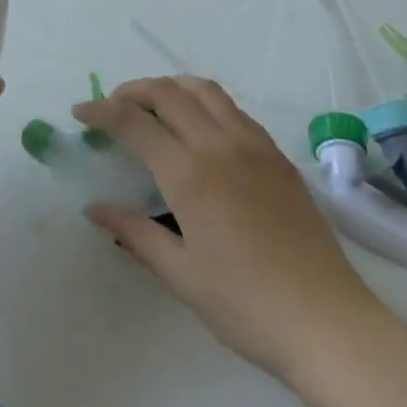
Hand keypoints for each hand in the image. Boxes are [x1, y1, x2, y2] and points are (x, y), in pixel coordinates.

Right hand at [75, 77, 385, 379]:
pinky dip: (204, 101)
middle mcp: (219, 144)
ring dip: (171, 87)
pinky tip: (199, 127)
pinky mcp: (276, 154)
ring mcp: (253, 144)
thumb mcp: (180, 274)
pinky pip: (233, 109)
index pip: (134, 123)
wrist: (325, 320)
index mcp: (190, 173)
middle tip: (112, 108)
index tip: (80, 112)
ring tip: (153, 106)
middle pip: (168, 93)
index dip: (101, 112)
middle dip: (133, 91)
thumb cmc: (245, 305)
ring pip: (204, 90)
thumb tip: (95, 208)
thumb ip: (135, 233)